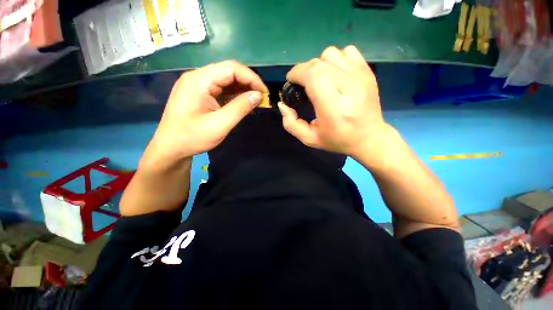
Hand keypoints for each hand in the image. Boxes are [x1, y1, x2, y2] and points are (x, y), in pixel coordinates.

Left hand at [141, 60, 267, 168]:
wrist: (170, 148)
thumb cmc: (192, 137)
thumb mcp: (220, 125)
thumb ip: (240, 108)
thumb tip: (258, 95)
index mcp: (199, 80)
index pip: (231, 69)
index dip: (252, 78)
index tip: (265, 93)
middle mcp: (197, 77)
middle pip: (229, 71)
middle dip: (248, 83)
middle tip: (262, 97)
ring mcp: (198, 85)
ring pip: (226, 80)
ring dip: (243, 89)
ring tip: (255, 101)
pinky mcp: (200, 94)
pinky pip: (221, 89)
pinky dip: (235, 95)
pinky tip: (243, 103)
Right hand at [279, 46, 392, 160]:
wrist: (369, 137)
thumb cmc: (337, 140)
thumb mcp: (310, 139)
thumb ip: (291, 124)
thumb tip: (282, 105)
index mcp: (334, 109)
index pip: (314, 76)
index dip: (298, 73)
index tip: (291, 81)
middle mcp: (350, 89)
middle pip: (320, 63)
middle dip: (304, 70)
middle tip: (303, 84)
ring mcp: (362, 77)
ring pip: (331, 54)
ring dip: (319, 64)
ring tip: (319, 80)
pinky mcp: (368, 71)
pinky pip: (346, 51)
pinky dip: (335, 60)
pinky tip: (334, 74)